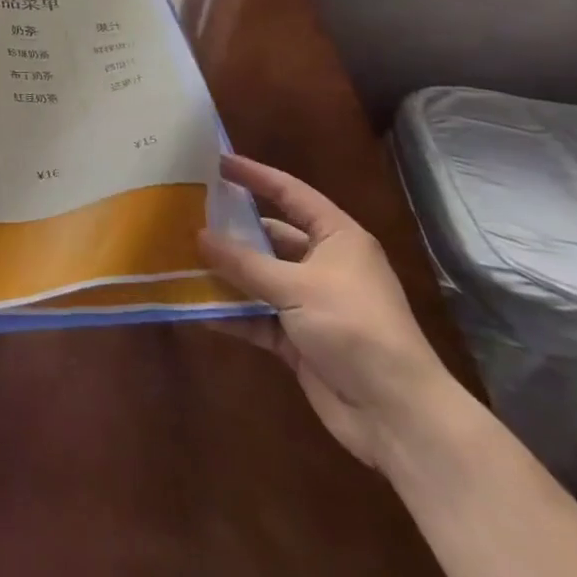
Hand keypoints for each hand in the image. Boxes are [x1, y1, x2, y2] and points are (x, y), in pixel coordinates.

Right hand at [199, 154, 460, 472]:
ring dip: (225, 273)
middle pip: (269, 237)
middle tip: (186, 213)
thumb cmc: (354, 329)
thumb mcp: (295, 287)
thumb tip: (198, 235)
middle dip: (231, 229)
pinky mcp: (298, 339)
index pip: (290, 193)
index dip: (255, 175)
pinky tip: (194, 307)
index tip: (215, 161)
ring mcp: (310, 303)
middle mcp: (324, 265)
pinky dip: (230, 313)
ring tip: (180, 257)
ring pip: (258, 278)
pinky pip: (256, 317)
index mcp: (337, 238)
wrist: (397, 415)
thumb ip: (244, 262)